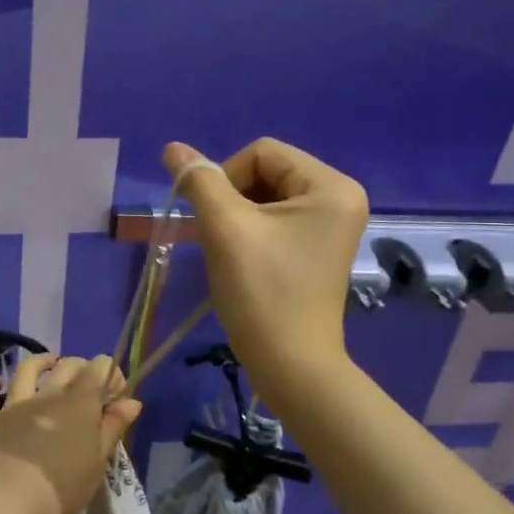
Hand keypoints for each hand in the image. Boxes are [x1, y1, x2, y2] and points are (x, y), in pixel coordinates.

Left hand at [0, 354, 141, 513]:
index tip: (116, 390)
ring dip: (40, 362)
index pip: (99, 371)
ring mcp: (13, 404)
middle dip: (80, 367)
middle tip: (85, 379)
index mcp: (79, 405)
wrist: (6, 502)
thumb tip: (132, 401)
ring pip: (27, 371)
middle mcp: (47, 395)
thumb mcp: (97, 462)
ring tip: (48, 362)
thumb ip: (112, 428)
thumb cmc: (61, 489)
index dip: (109, 374)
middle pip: (67, 368)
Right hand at [164, 138, 368, 403]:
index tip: (213, 221)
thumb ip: (198, 181)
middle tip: (219, 240)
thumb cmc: (261, 292)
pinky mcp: (319, 250)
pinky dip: (251, 234)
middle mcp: (341, 198)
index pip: (261, 153)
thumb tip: (172, 148)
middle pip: (266, 173)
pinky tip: (242, 262)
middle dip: (232, 201)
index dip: (225, 178)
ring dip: (237, 218)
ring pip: (266, 198)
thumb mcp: (225, 228)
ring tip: (230, 254)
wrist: (290, 365)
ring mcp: (332, 227)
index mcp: (331, 186)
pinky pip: (276, 222)